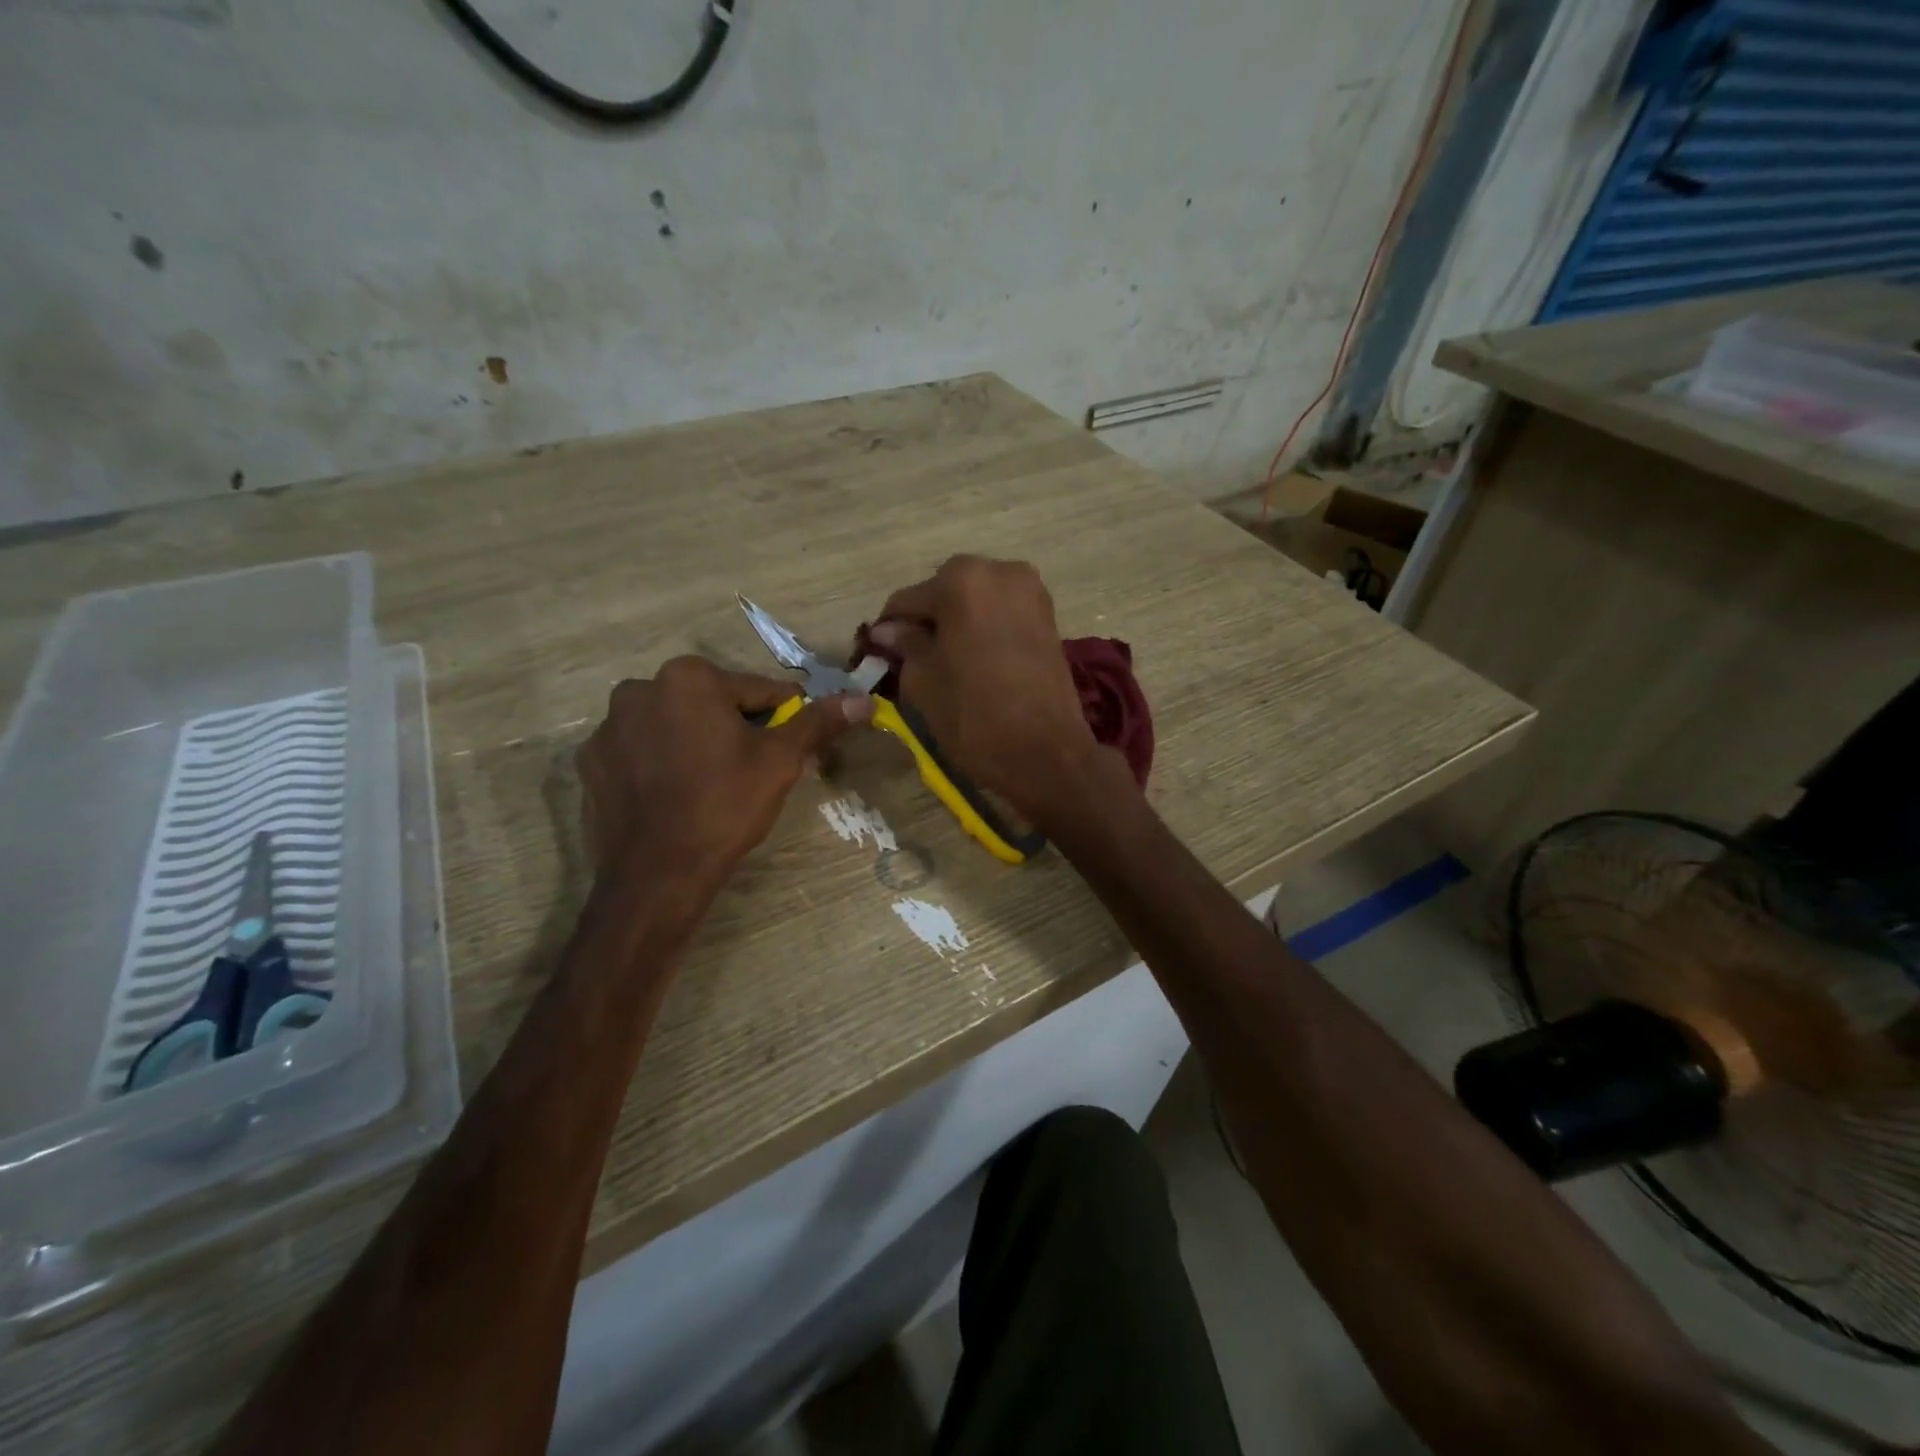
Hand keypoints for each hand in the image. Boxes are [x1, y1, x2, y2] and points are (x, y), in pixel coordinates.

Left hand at [576, 657, 870, 887]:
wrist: (657, 874)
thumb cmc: (725, 805)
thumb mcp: (781, 761)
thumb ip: (818, 722)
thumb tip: (862, 699)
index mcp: (689, 677)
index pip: (757, 691)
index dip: (782, 719)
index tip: (790, 746)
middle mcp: (640, 688)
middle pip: (710, 704)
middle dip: (734, 728)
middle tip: (751, 770)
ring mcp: (608, 727)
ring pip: (673, 726)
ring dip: (694, 742)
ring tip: (710, 786)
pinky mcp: (589, 763)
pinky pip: (639, 752)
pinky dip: (658, 764)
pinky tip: (672, 796)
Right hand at [867, 556, 1102, 822]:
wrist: (1047, 753)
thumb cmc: (975, 716)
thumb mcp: (924, 681)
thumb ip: (904, 645)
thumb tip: (888, 631)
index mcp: (962, 580)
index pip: (907, 600)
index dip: (888, 630)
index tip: (876, 655)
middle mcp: (999, 571)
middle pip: (944, 592)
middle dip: (927, 621)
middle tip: (912, 660)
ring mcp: (1031, 591)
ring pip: (975, 601)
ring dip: (956, 624)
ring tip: (944, 663)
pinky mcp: (1049, 616)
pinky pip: (1001, 613)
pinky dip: (983, 629)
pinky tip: (973, 660)